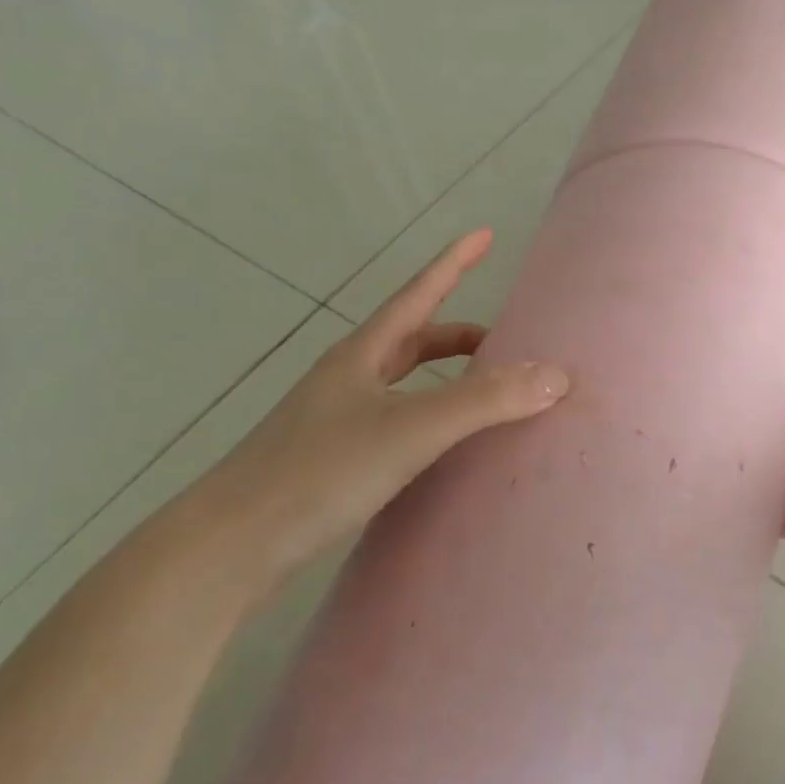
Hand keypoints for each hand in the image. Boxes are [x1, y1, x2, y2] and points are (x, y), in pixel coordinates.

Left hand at [174, 230, 567, 608]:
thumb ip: (485, 400)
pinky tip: (441, 452)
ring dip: (443, 380)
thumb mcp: (413, 429)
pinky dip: (426, 421)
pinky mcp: (329, 462)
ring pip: (401, 384)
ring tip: (482, 397)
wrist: (229, 549)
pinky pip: (393, 422)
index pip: (419, 293)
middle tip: (504, 344)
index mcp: (363, 354)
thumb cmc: (320, 471)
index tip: (484, 234)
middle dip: (459, 335)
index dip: (454, 262)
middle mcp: (348, 378)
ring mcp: (334, 420)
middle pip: (413, 340)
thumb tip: (555, 375)